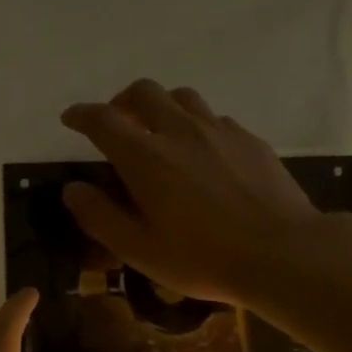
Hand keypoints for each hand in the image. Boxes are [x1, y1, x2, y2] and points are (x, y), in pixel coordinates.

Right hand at [60, 78, 326, 309]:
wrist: (280, 252)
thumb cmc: (202, 258)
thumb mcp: (139, 250)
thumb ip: (100, 217)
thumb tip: (73, 189)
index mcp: (145, 157)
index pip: (103, 120)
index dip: (82, 115)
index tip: (71, 119)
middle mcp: (180, 131)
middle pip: (144, 92)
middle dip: (121, 101)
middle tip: (116, 121)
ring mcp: (219, 130)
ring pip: (182, 98)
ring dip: (161, 107)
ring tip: (159, 131)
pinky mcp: (249, 140)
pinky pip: (214, 119)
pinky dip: (196, 125)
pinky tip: (202, 153)